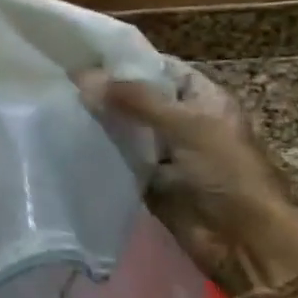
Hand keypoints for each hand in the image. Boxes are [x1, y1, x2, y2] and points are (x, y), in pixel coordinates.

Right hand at [80, 66, 297, 297]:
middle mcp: (181, 120)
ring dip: (98, 122)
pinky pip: (119, 159)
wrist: (244, 243)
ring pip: (124, 129)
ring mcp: (163, 151)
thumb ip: (135, 100)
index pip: (158, 68)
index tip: (81, 54)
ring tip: (54, 105)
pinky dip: (98, 152)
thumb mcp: (186, 126)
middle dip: (104, 91)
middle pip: (136, 98)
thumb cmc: (227, 174)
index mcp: (201, 98)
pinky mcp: (148, 180)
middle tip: (57, 80)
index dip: (124, 61)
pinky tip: (66, 139)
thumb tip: (83, 77)